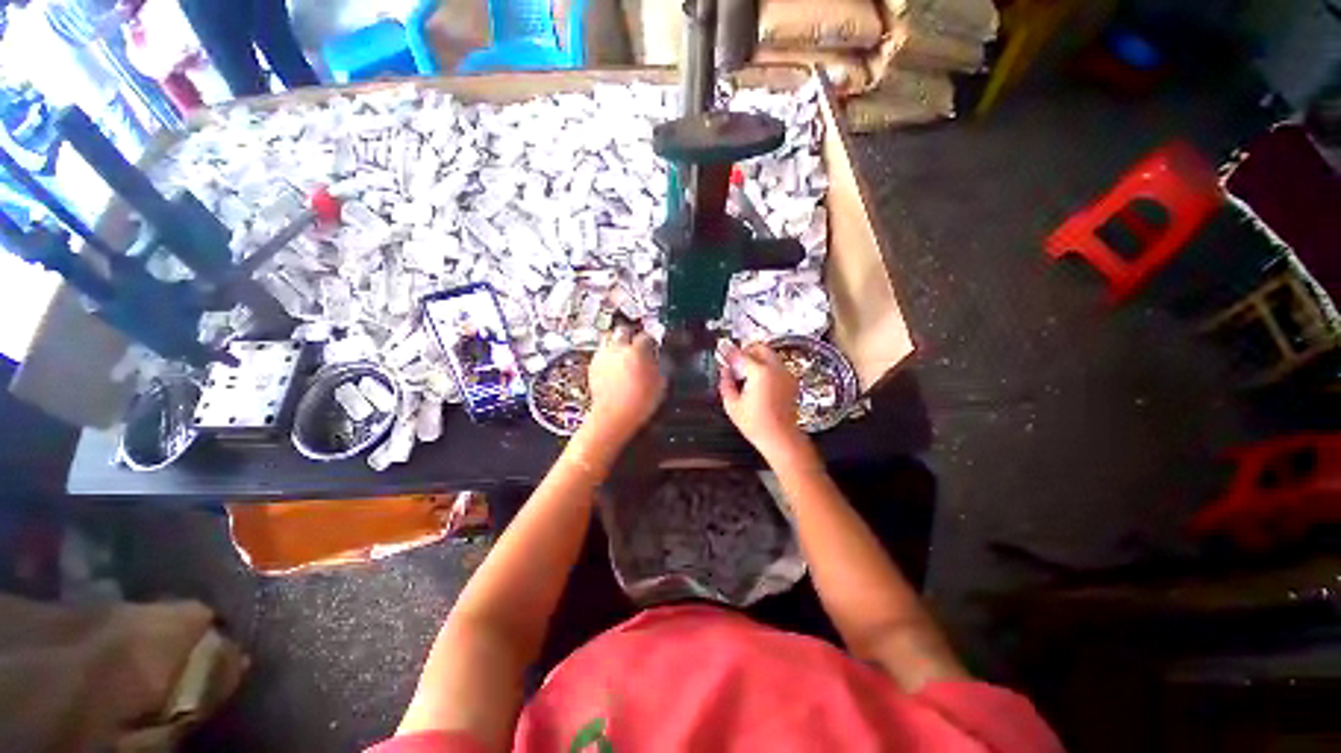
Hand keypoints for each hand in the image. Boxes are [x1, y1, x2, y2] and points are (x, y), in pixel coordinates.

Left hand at [582, 327, 664, 446]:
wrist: (613, 417)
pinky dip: (607, 357)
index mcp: (637, 351)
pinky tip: (613, 367)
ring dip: (617, 344)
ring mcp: (603, 357)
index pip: (646, 336)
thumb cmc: (637, 404)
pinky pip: (601, 354)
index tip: (654, 344)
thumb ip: (658, 366)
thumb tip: (658, 360)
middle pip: (623, 330)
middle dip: (630, 335)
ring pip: (609, 340)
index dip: (651, 340)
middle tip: (636, 343)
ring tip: (623, 354)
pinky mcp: (593, 367)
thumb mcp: (660, 384)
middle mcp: (617, 349)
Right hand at [718, 343, 808, 461]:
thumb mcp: (732, 405)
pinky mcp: (791, 381)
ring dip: (757, 358)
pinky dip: (766, 366)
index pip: (740, 354)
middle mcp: (775, 368)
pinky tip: (757, 381)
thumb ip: (726, 383)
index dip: (728, 351)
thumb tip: (724, 370)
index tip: (721, 349)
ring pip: (770, 355)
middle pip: (760, 348)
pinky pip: (776, 366)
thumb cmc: (755, 424)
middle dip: (746, 351)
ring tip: (745, 373)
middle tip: (735, 361)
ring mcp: (786, 374)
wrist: (781, 437)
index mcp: (759, 372)